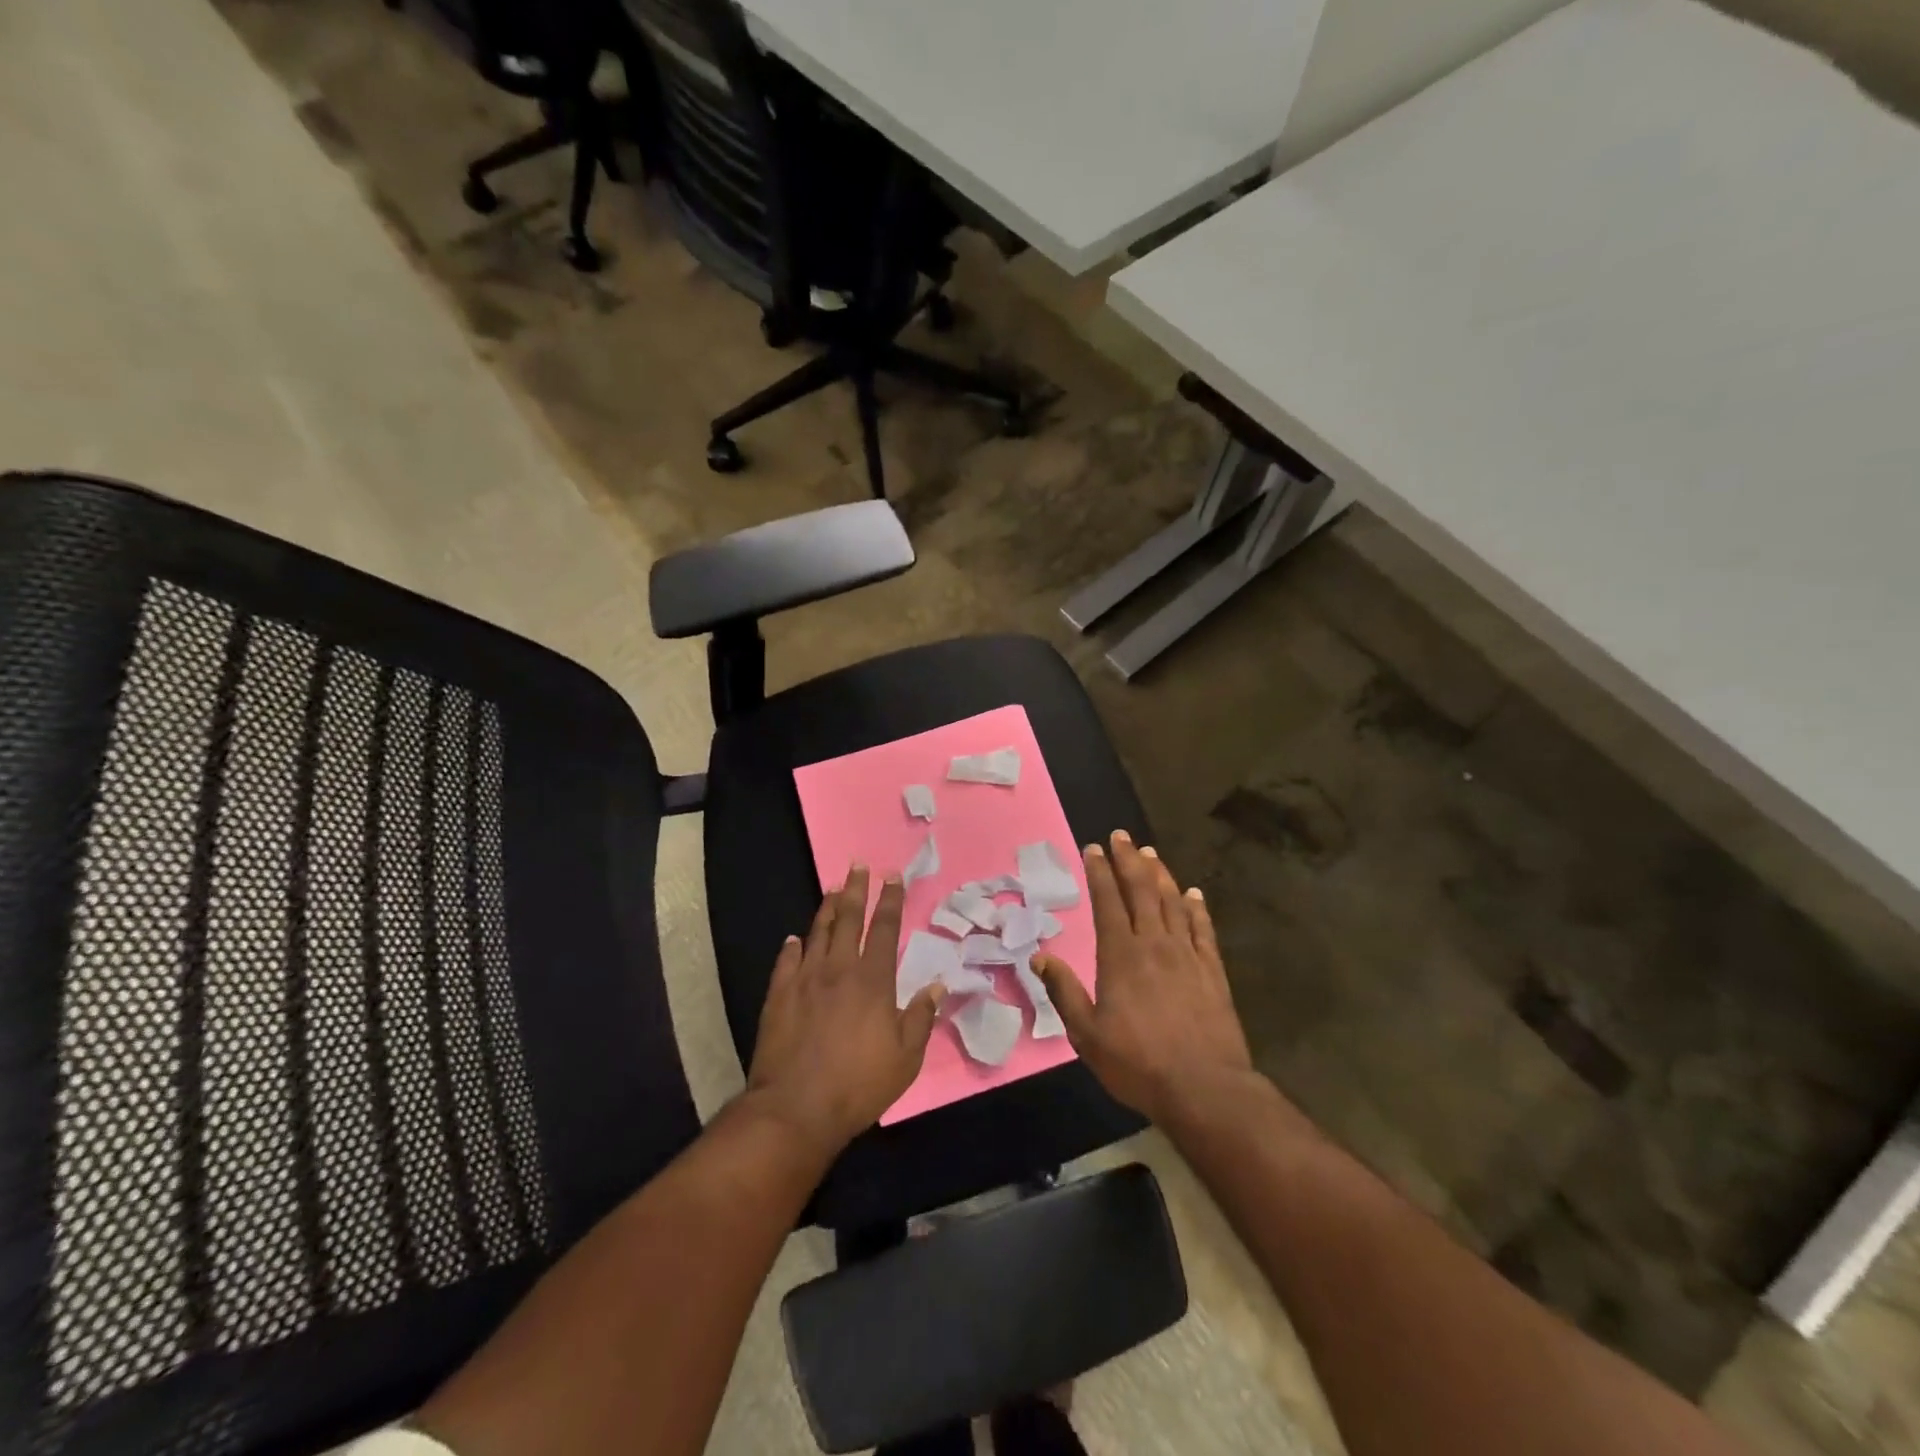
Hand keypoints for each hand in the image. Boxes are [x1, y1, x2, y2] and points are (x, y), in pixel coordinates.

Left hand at [745, 865, 945, 1158]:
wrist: (796, 1107)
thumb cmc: (859, 1084)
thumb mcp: (906, 1058)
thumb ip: (921, 1017)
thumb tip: (936, 985)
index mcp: (873, 980)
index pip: (885, 929)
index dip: (891, 901)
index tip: (892, 877)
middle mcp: (839, 969)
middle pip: (849, 919)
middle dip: (856, 889)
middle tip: (859, 866)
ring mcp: (805, 980)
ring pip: (817, 932)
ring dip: (826, 908)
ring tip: (832, 888)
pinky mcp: (778, 996)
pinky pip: (786, 961)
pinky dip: (792, 947)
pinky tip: (794, 939)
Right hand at [1034, 830, 1254, 1125]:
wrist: (1204, 1088)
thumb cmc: (1138, 1063)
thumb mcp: (1087, 1035)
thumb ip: (1063, 992)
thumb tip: (1040, 957)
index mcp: (1120, 956)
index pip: (1107, 902)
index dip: (1100, 872)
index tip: (1093, 848)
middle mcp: (1154, 945)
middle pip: (1141, 891)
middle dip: (1129, 860)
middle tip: (1122, 836)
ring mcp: (1187, 956)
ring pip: (1172, 903)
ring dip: (1160, 875)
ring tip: (1150, 853)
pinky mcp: (1213, 972)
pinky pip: (1203, 930)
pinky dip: (1197, 908)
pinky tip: (1194, 894)